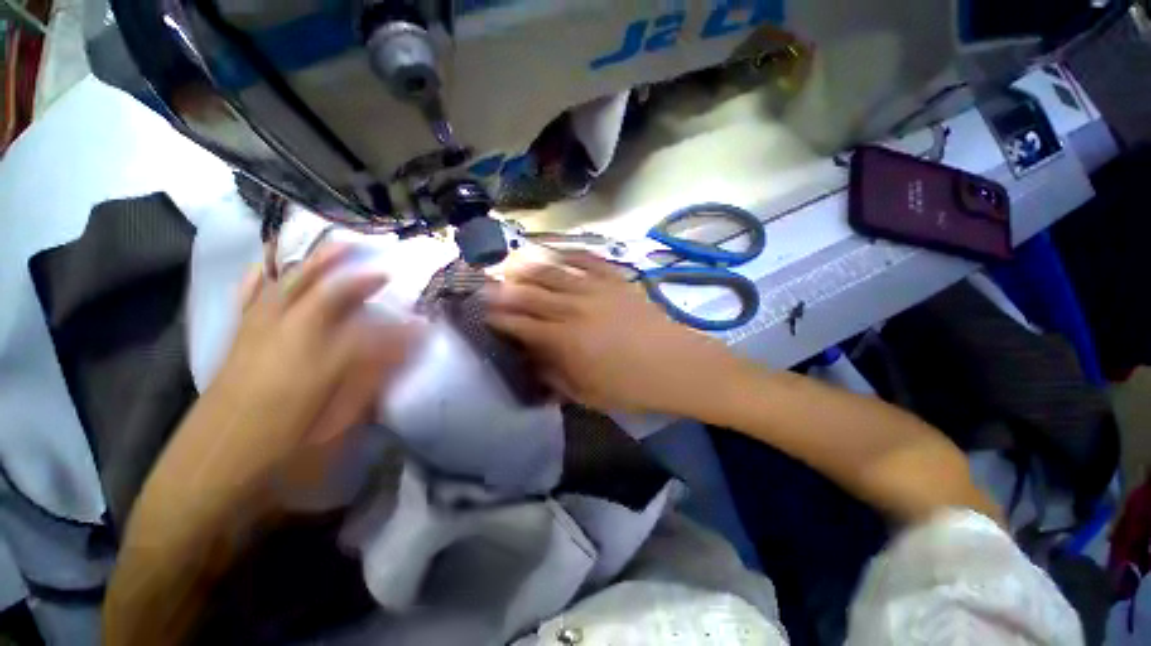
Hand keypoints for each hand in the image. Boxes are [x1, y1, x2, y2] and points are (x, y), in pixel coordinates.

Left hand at [190, 243, 419, 496]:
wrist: (209, 470)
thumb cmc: (279, 453)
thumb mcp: (336, 424)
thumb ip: (371, 383)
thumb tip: (401, 357)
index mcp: (318, 362)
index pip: (372, 333)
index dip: (402, 328)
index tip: (423, 324)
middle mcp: (288, 336)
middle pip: (326, 291)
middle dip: (358, 274)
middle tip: (383, 264)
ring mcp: (258, 330)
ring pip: (289, 283)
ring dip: (318, 261)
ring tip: (338, 245)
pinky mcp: (238, 335)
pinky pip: (250, 293)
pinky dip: (264, 271)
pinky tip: (273, 259)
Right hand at [487, 251, 740, 414]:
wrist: (677, 365)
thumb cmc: (631, 387)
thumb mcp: (587, 394)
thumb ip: (554, 375)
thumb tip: (531, 359)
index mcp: (564, 341)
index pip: (520, 324)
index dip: (498, 318)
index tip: (484, 314)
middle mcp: (574, 309)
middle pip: (530, 293)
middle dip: (504, 289)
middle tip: (487, 285)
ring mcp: (596, 290)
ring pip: (553, 271)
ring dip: (528, 266)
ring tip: (511, 262)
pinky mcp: (616, 280)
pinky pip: (588, 259)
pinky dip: (569, 252)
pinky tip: (556, 250)